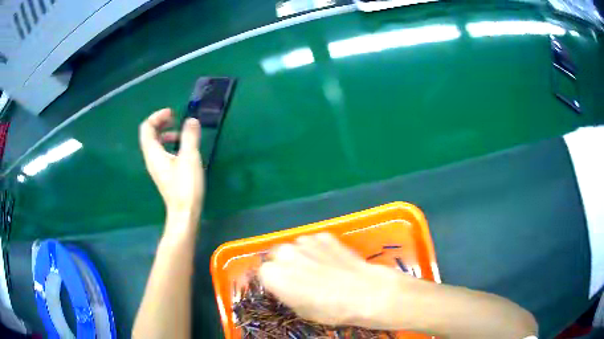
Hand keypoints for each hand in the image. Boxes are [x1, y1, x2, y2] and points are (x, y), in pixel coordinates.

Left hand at [139, 108, 203, 234]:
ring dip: (166, 133)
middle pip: (149, 134)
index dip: (157, 116)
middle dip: (161, 123)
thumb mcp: (189, 157)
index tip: (173, 113)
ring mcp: (157, 167)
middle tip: (176, 118)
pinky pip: (161, 152)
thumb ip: (190, 136)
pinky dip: (169, 144)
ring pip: (155, 144)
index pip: (147, 128)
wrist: (184, 212)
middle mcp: (151, 158)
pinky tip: (182, 149)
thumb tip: (191, 120)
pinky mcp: (164, 173)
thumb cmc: (185, 185)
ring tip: (181, 134)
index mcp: (153, 153)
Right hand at [258, 233, 416, 327]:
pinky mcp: (324, 235)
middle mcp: (284, 253)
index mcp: (273, 274)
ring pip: (294, 247)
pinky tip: (330, 261)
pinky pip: (313, 242)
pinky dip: (317, 249)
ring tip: (317, 268)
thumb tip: (284, 286)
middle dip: (283, 265)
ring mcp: (305, 241)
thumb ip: (285, 293)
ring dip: (299, 256)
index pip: (262, 273)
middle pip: (276, 256)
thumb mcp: (300, 309)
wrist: (363, 292)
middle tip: (298, 278)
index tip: (280, 287)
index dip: (272, 281)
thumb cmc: (329, 309)